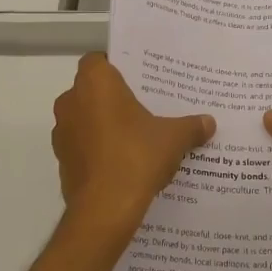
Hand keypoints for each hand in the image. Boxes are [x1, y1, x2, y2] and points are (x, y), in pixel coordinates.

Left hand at [52, 54, 214, 243]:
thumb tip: (209, 123)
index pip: (98, 60)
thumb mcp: (173, 138)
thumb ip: (191, 126)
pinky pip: (82, 144)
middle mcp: (71, 101)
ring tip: (136, 136)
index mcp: (95, 83)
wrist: (104, 210)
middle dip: (114, 97)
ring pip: (85, 118)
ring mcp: (62, 132)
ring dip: (104, 124)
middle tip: (144, 106)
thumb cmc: (136, 157)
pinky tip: (123, 162)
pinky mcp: (62, 160)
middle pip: (92, 90)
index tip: (139, 79)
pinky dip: (98, 148)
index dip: (117, 66)